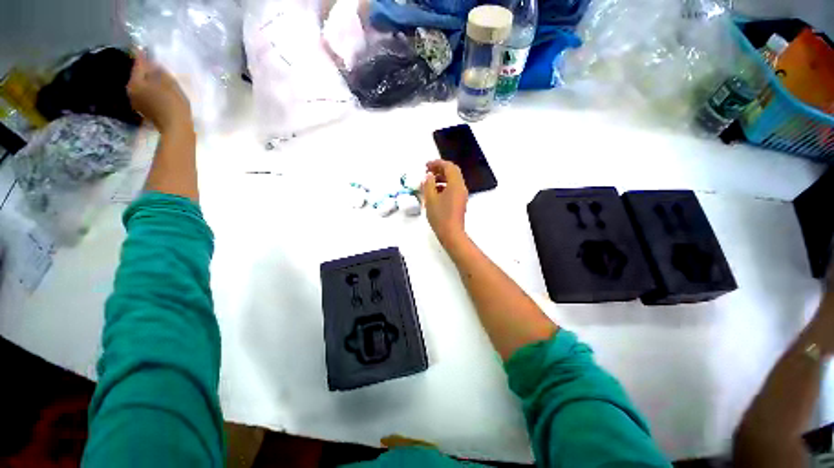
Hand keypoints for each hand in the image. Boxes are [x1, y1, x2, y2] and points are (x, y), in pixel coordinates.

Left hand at [127, 51, 191, 133]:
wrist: (176, 128)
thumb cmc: (173, 104)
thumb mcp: (169, 83)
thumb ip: (158, 70)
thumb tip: (151, 62)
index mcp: (135, 83)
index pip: (138, 65)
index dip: (142, 56)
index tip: (142, 47)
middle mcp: (131, 91)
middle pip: (139, 76)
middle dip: (145, 70)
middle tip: (154, 64)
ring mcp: (137, 102)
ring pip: (142, 85)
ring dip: (149, 81)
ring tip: (158, 77)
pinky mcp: (144, 110)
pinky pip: (146, 94)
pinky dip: (151, 90)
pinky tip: (159, 90)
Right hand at [422, 159, 467, 247]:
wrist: (451, 233)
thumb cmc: (440, 216)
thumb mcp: (430, 199)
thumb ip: (429, 184)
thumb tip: (429, 175)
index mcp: (455, 184)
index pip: (449, 166)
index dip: (437, 163)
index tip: (426, 165)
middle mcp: (461, 187)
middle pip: (453, 172)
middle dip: (440, 169)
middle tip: (427, 171)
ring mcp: (462, 195)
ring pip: (453, 180)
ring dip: (442, 178)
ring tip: (429, 181)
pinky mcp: (460, 202)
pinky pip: (453, 188)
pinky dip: (444, 186)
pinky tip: (434, 192)